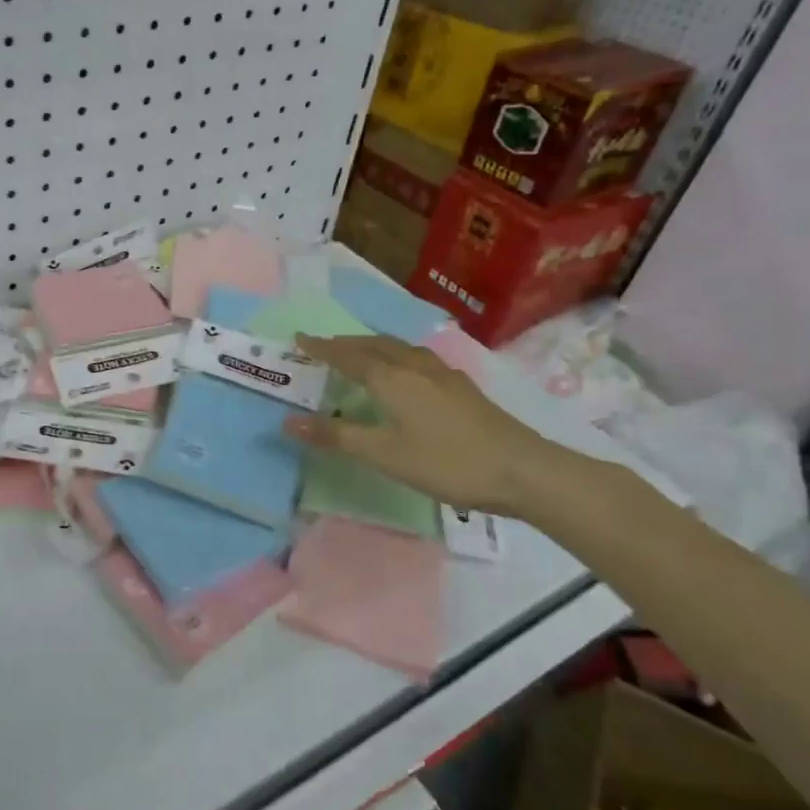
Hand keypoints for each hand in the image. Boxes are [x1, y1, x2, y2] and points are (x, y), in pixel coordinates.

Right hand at [281, 333, 562, 515]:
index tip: (299, 338)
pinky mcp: (462, 387)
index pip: (348, 356)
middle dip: (346, 343)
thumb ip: (337, 436)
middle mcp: (415, 367)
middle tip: (324, 345)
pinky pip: (417, 358)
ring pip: (399, 349)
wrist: (522, 470)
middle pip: (375, 346)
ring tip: (360, 351)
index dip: (323, 348)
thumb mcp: (384, 454)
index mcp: (392, 379)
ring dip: (373, 346)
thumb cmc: (446, 462)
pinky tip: (407, 370)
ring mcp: (443, 375)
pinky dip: (397, 356)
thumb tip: (288, 421)